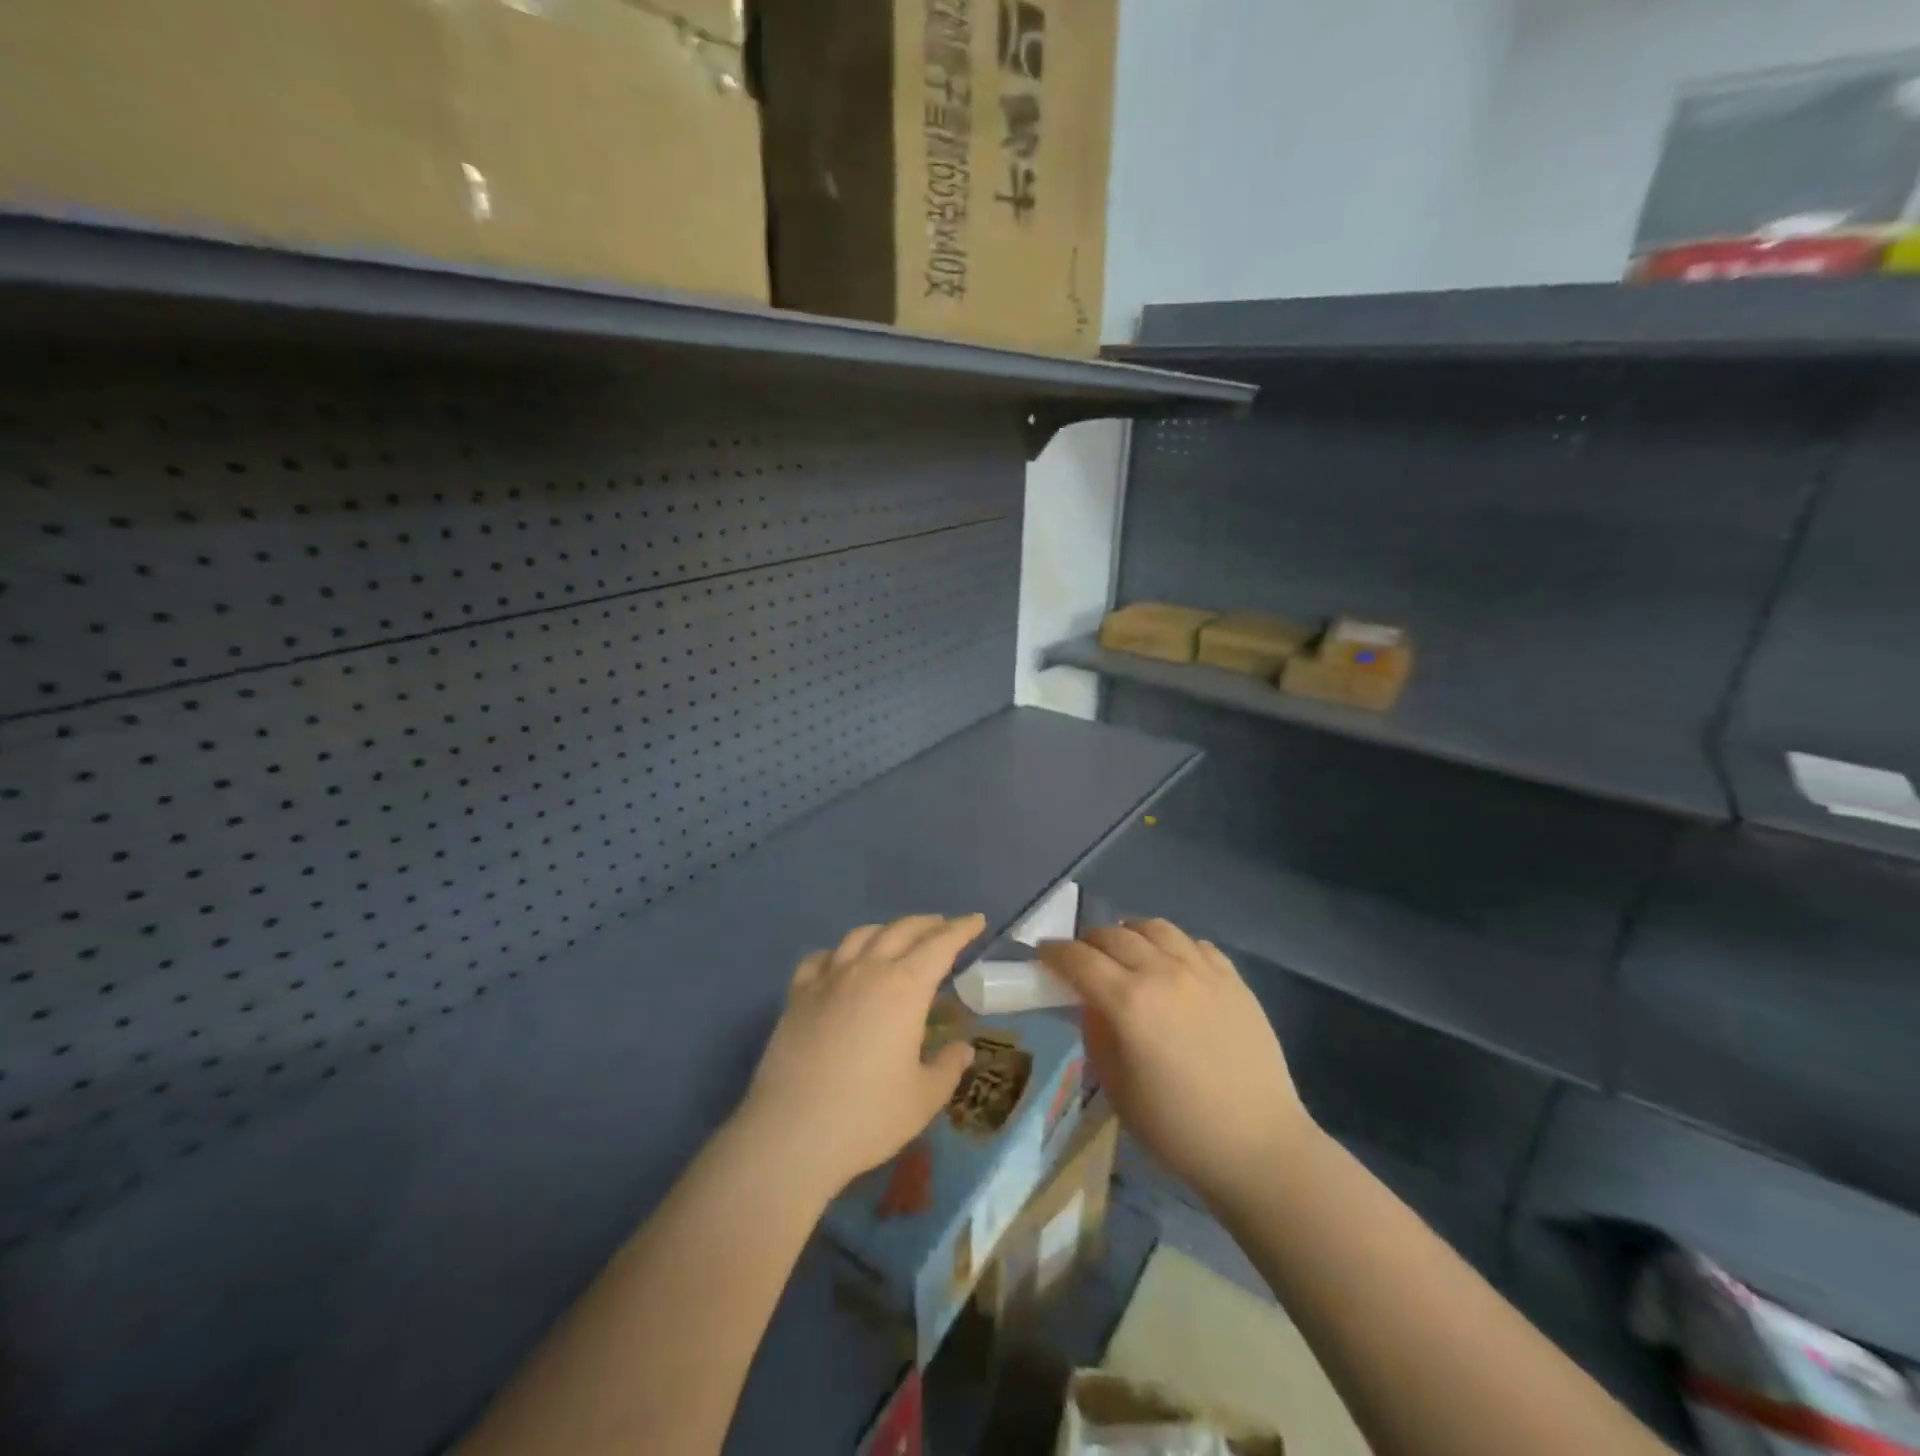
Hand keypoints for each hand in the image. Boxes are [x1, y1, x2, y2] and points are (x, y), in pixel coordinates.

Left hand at [739, 914, 984, 1197]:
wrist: (791, 1134)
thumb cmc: (867, 1116)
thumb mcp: (924, 1098)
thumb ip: (947, 1067)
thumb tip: (962, 1048)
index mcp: (905, 988)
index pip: (940, 945)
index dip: (961, 929)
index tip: (976, 920)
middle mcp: (867, 970)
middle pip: (902, 930)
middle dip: (928, 924)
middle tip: (944, 926)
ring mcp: (828, 979)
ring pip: (861, 935)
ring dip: (886, 930)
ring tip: (897, 938)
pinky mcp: (797, 995)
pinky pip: (821, 958)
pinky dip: (839, 952)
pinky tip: (841, 963)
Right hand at [1038, 919, 1315, 1204]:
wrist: (1258, 1146)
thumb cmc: (1177, 1128)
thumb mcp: (1116, 1087)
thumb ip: (1096, 1033)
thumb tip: (1091, 1002)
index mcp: (1129, 1003)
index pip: (1078, 959)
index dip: (1054, 952)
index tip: (1043, 955)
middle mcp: (1163, 973)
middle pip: (1113, 935)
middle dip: (1088, 942)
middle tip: (1081, 960)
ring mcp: (1202, 971)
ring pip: (1154, 927)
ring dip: (1129, 934)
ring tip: (1126, 952)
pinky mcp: (1233, 978)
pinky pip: (1193, 943)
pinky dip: (1172, 946)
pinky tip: (1171, 966)